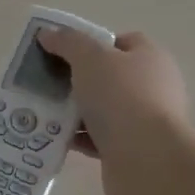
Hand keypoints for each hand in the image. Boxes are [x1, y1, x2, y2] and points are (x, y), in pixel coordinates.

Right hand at [36, 26, 191, 194]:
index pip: (122, 42)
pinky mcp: (131, 149)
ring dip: (73, 110)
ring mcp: (143, 121)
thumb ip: (68, 42)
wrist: (146, 160)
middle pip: (108, 76)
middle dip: (76, 78)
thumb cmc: (121, 97)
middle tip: (47, 81)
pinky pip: (97, 137)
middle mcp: (152, 87)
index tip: (64, 52)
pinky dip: (77, 136)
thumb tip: (48, 34)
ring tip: (42, 110)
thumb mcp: (89, 57)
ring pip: (100, 108)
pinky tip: (53, 136)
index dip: (92, 43)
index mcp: (150, 59)